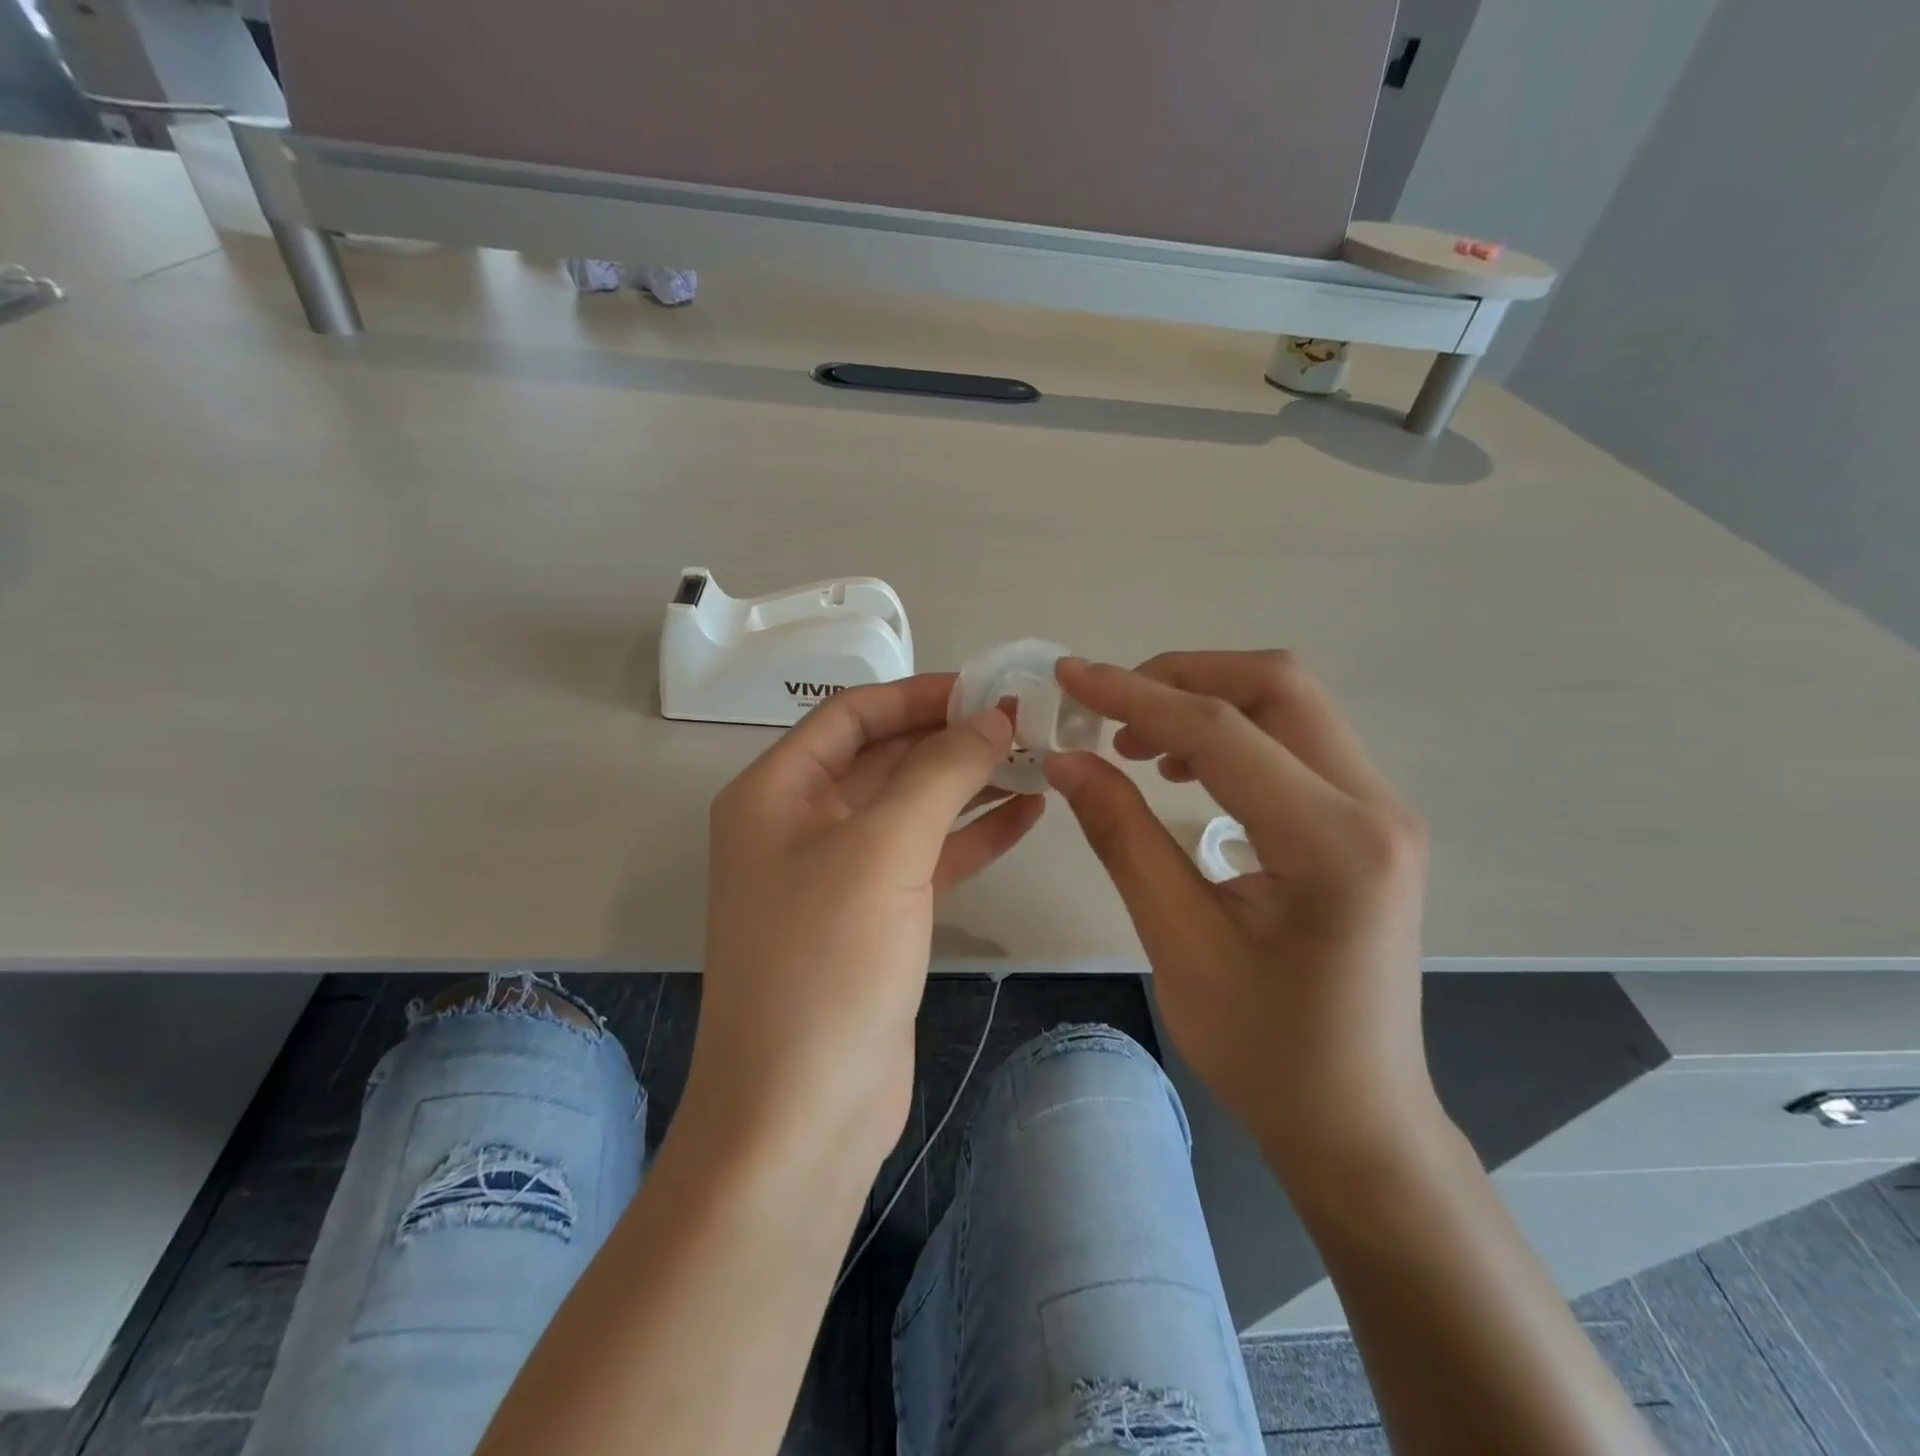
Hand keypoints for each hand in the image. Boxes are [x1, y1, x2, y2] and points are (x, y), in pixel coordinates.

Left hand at [694, 675, 1043, 1168]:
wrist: (803, 1112)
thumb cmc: (827, 964)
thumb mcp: (884, 850)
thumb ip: (941, 773)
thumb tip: (993, 717)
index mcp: (777, 792)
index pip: (852, 715)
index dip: (919, 694)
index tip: (987, 688)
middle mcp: (802, 824)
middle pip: (885, 758)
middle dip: (952, 738)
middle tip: (1026, 722)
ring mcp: (840, 874)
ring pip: (913, 808)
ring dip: (970, 784)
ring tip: (1038, 760)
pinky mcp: (877, 918)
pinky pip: (928, 857)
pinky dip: (973, 835)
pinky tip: (1026, 815)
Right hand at [1046, 652, 1434, 1167]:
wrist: (1356, 1117)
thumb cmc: (1264, 1048)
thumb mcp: (1177, 941)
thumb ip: (1121, 835)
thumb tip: (1066, 758)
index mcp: (1331, 842)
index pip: (1221, 730)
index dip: (1135, 694)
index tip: (1070, 677)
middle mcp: (1374, 806)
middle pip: (1276, 685)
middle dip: (1181, 677)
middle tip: (1108, 709)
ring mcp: (1381, 810)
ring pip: (1290, 706)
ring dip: (1207, 702)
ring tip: (1138, 744)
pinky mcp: (1370, 823)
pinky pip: (1299, 744)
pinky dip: (1235, 734)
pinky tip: (1188, 773)